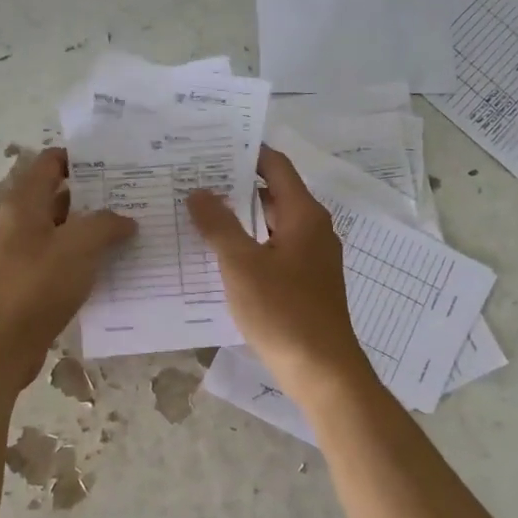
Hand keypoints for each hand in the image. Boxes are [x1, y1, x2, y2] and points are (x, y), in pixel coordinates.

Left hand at [0, 146, 135, 390]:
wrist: (4, 342)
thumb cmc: (38, 283)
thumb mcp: (80, 245)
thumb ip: (107, 225)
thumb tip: (126, 220)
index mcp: (25, 202)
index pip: (50, 163)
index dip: (80, 159)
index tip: (115, 164)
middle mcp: (20, 222)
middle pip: (59, 197)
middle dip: (95, 196)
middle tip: (133, 197)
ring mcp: (23, 253)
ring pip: (63, 231)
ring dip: (92, 230)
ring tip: (131, 231)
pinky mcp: (30, 281)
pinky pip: (62, 260)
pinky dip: (84, 258)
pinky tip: (112, 267)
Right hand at [185, 145, 371, 400]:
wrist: (322, 369)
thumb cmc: (283, 311)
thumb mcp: (241, 265)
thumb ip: (219, 225)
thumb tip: (199, 192)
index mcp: (304, 215)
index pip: (276, 166)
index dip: (247, 152)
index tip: (212, 147)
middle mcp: (313, 229)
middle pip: (274, 194)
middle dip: (236, 186)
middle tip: (194, 180)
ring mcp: (312, 257)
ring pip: (272, 225)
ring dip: (240, 218)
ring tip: (199, 214)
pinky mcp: (306, 282)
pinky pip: (274, 250)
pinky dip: (250, 245)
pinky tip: (220, 256)